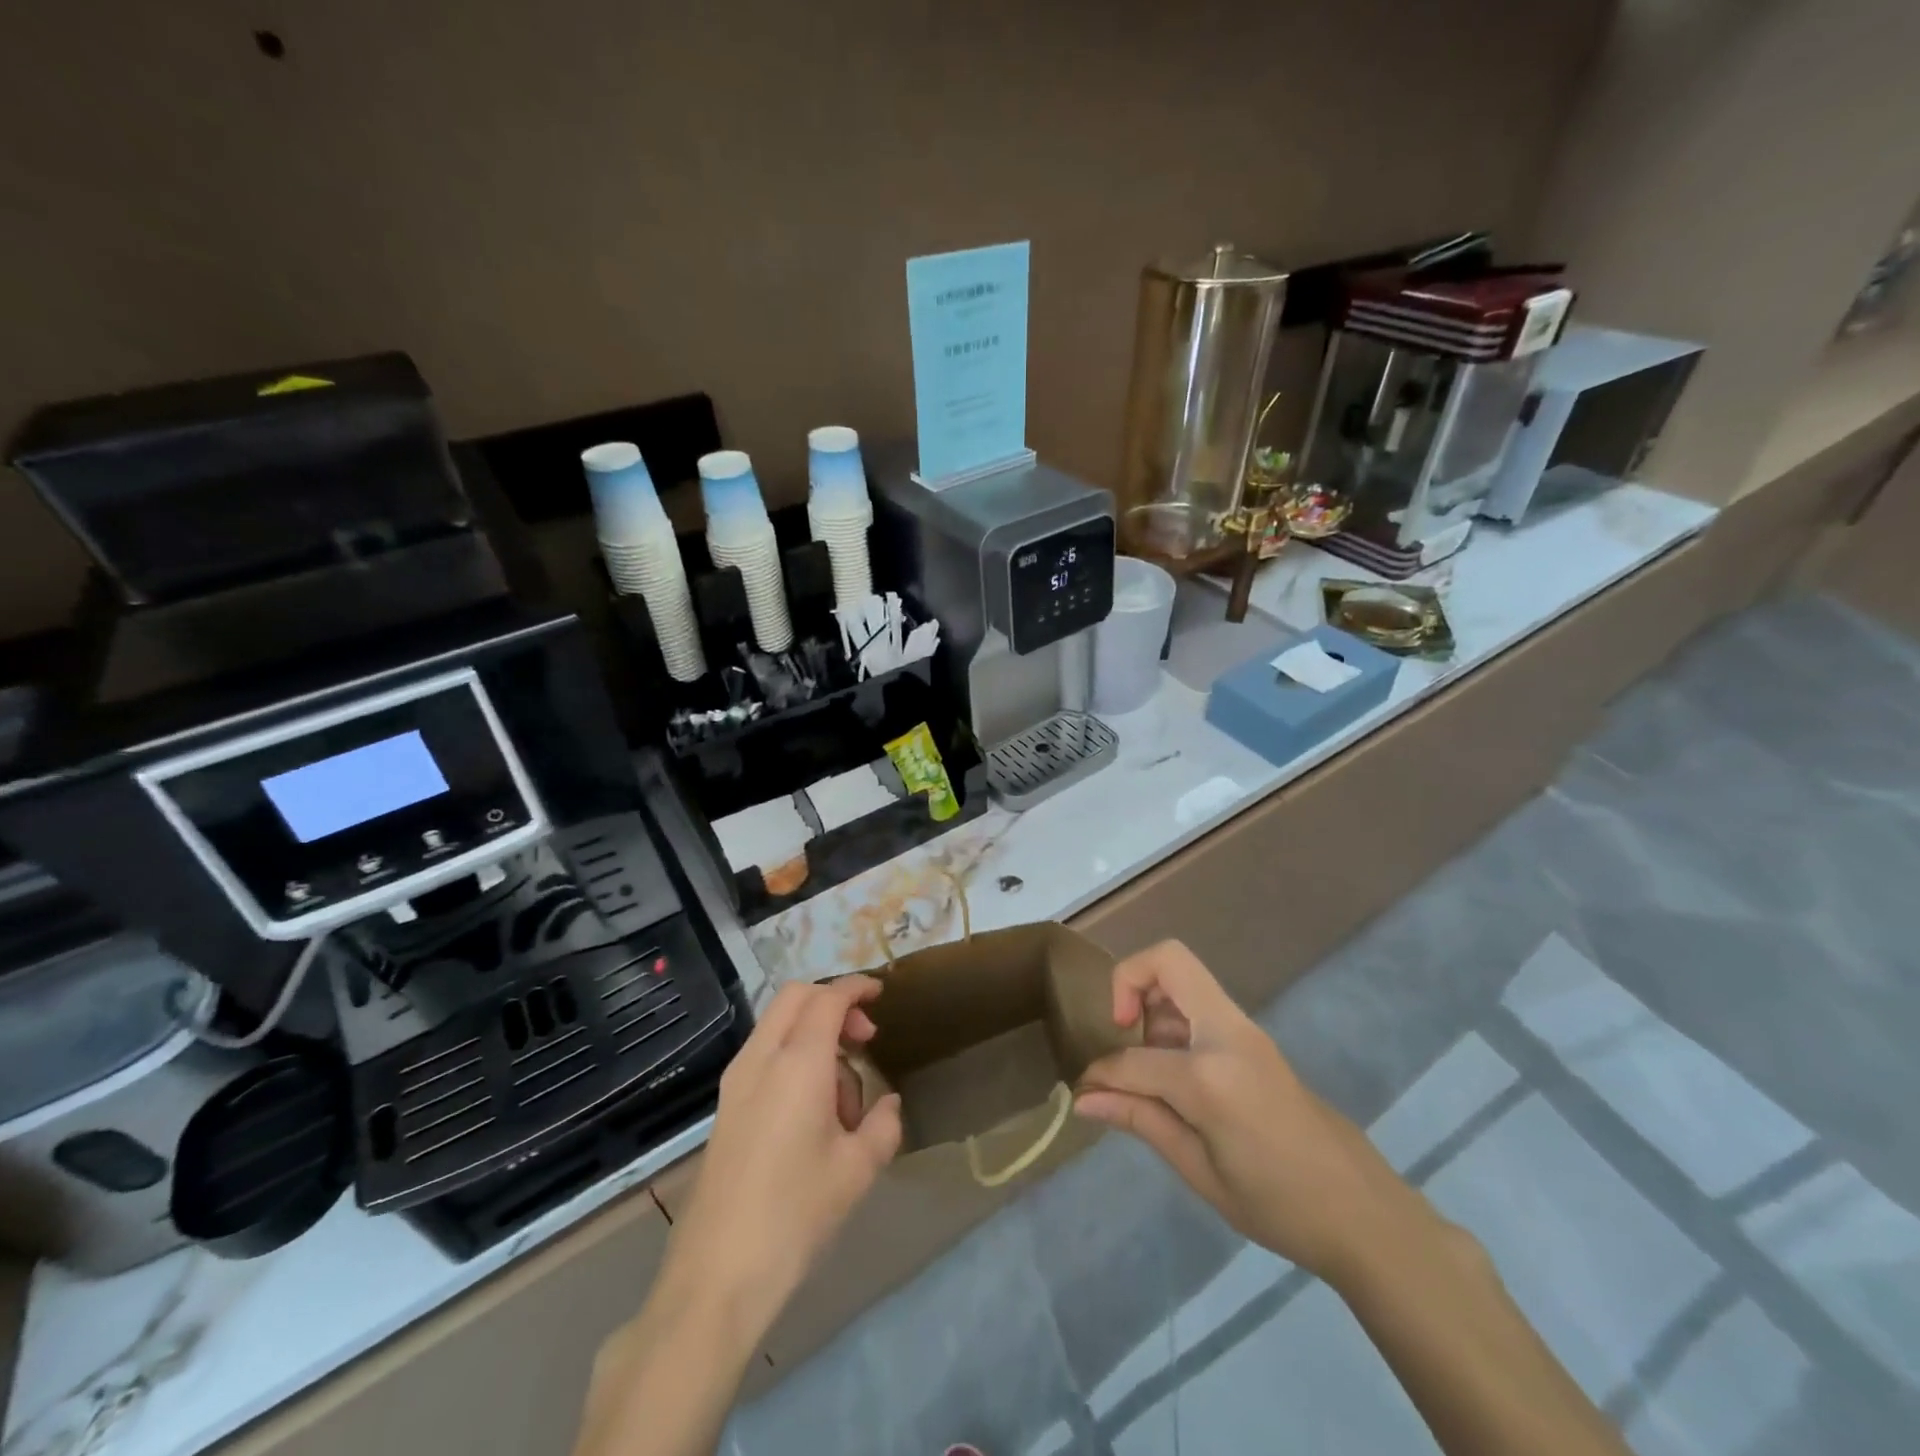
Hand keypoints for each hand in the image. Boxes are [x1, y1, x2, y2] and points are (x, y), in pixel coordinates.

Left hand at [665, 977, 903, 1338]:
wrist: (716, 1276)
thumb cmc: (795, 1215)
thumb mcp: (857, 1170)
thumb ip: (883, 1125)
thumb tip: (886, 1104)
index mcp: (797, 1062)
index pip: (828, 998)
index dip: (856, 987)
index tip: (881, 994)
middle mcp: (761, 1058)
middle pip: (795, 997)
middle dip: (833, 1003)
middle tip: (864, 1038)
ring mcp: (736, 1081)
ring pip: (778, 1025)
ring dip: (814, 1033)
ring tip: (843, 1097)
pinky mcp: (726, 1106)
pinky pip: (765, 1055)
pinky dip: (793, 1055)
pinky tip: (812, 1112)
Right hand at [1075, 941, 1434, 1284]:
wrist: (1364, 1213)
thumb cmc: (1278, 1205)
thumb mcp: (1199, 1170)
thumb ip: (1140, 1119)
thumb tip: (1084, 1097)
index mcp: (1209, 1075)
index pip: (1133, 1059)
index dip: (1100, 1074)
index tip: (1084, 1093)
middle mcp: (1227, 1034)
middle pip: (1169, 960)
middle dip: (1128, 980)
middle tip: (1119, 1029)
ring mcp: (1245, 1030)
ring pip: (1185, 976)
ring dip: (1153, 1001)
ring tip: (1149, 1064)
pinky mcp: (1254, 1039)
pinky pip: (1202, 1004)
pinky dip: (1175, 1018)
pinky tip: (1176, 1073)